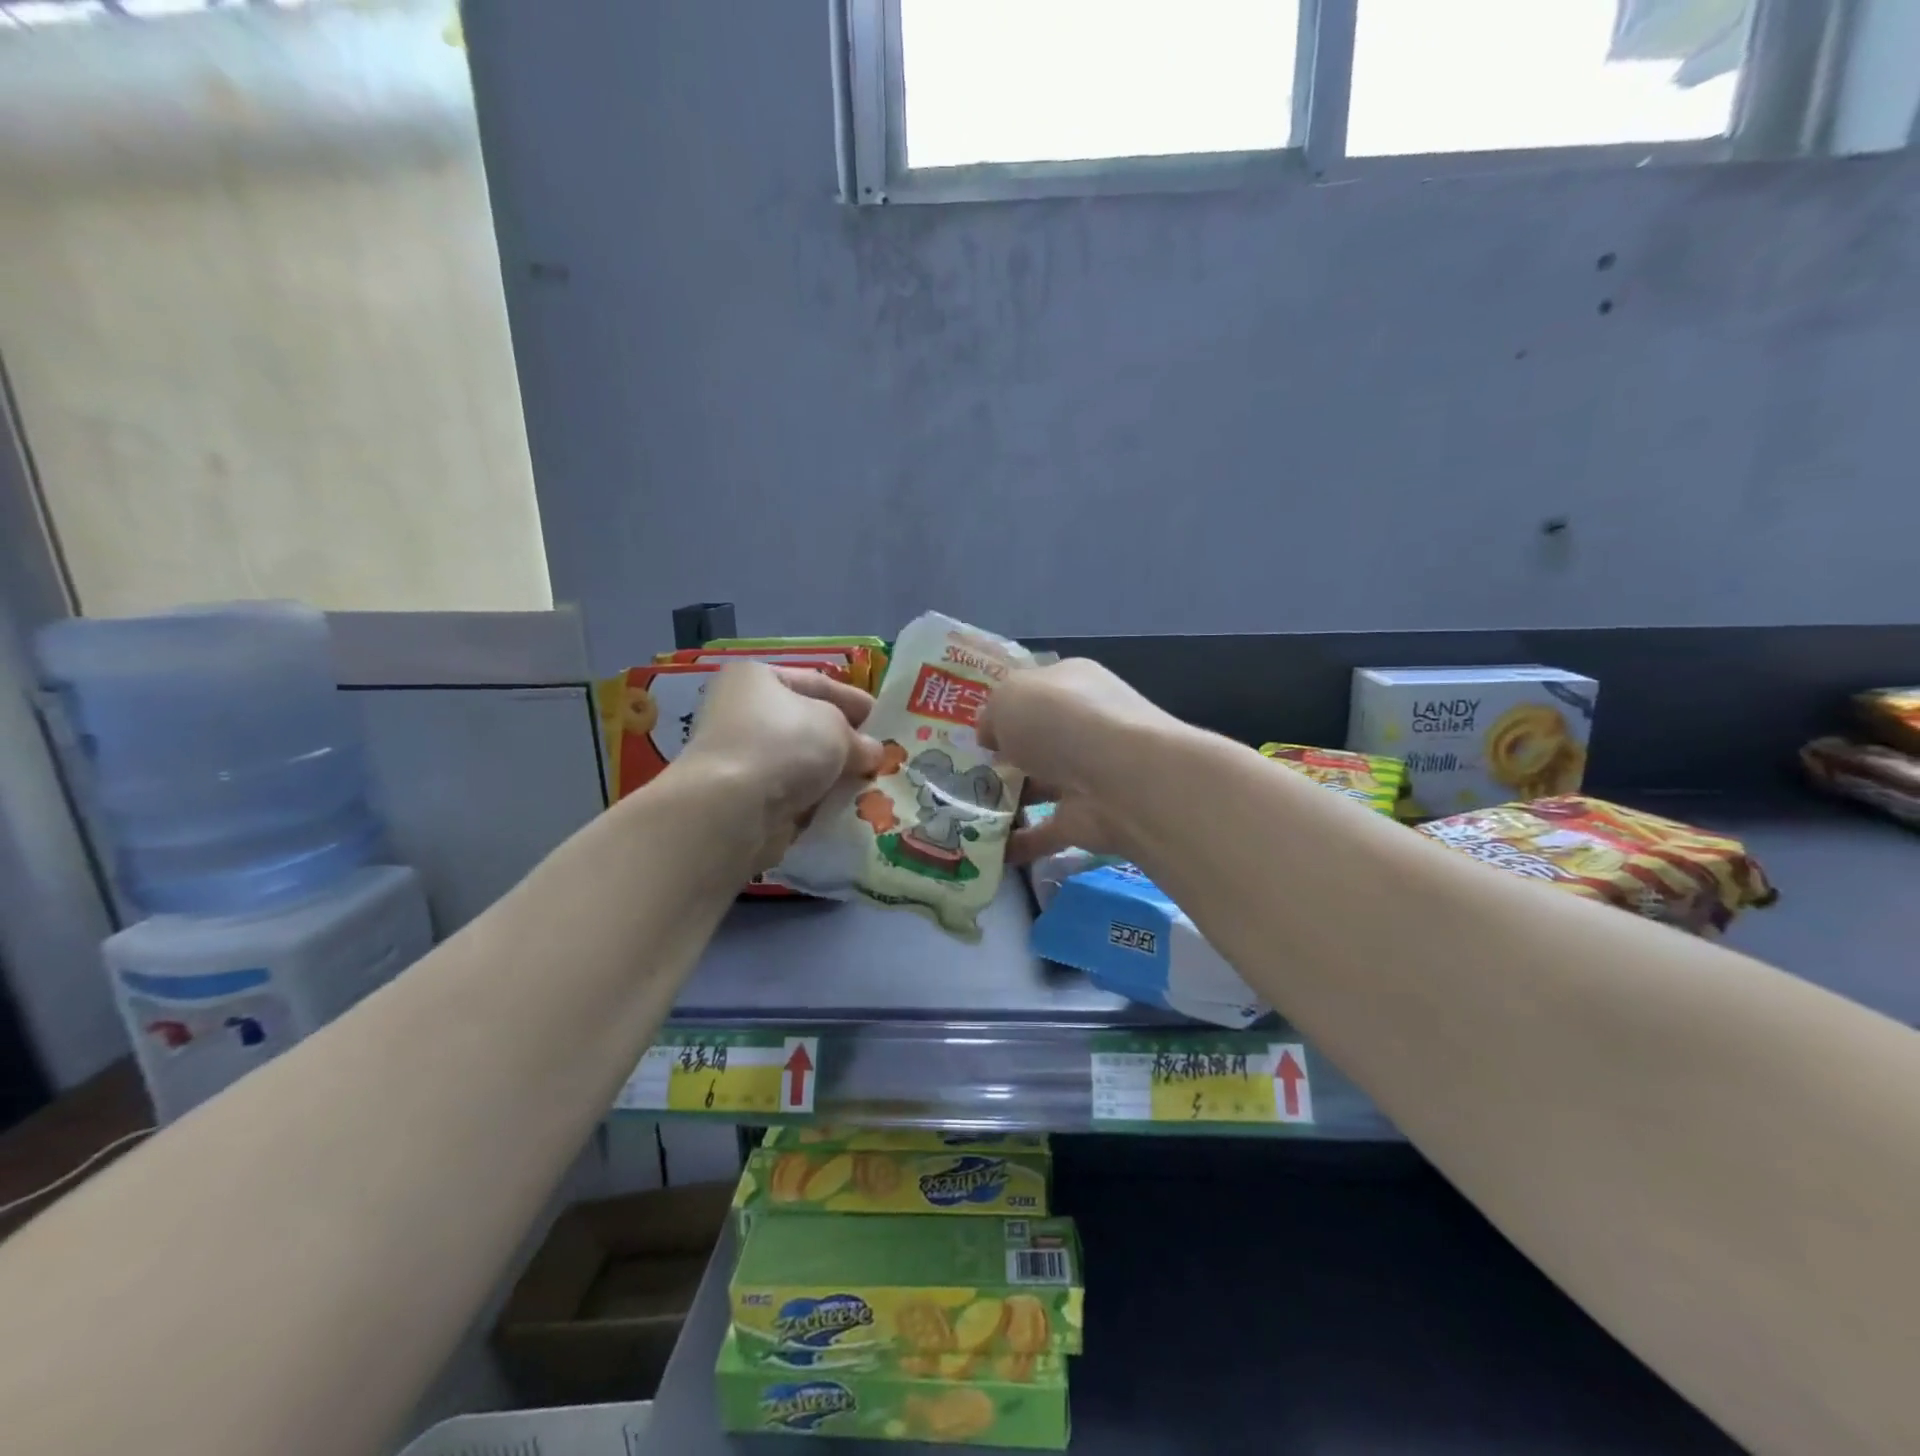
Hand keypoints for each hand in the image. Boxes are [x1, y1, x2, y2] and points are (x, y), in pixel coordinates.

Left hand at [677, 662, 883, 866]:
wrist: (732, 808)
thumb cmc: (784, 746)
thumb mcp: (835, 728)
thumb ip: (858, 737)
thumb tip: (870, 752)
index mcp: (756, 678)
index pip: (816, 682)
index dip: (853, 699)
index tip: (884, 718)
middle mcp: (741, 712)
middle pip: (807, 725)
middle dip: (844, 741)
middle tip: (880, 756)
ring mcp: (740, 757)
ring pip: (800, 762)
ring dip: (832, 774)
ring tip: (869, 784)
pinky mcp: (742, 798)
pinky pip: (790, 793)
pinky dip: (815, 799)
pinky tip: (844, 807)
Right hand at [979, 658, 1179, 865]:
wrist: (1122, 778)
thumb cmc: (1060, 721)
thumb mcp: (1009, 697)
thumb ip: (992, 714)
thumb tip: (991, 736)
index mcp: (1071, 684)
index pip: (1034, 692)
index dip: (1003, 709)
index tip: (971, 731)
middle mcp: (1083, 726)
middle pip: (1036, 741)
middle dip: (1003, 757)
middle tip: (959, 774)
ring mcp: (1087, 774)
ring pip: (1040, 786)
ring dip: (1007, 800)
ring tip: (962, 812)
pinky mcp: (1087, 819)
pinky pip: (1044, 832)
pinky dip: (1018, 843)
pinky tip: (984, 850)